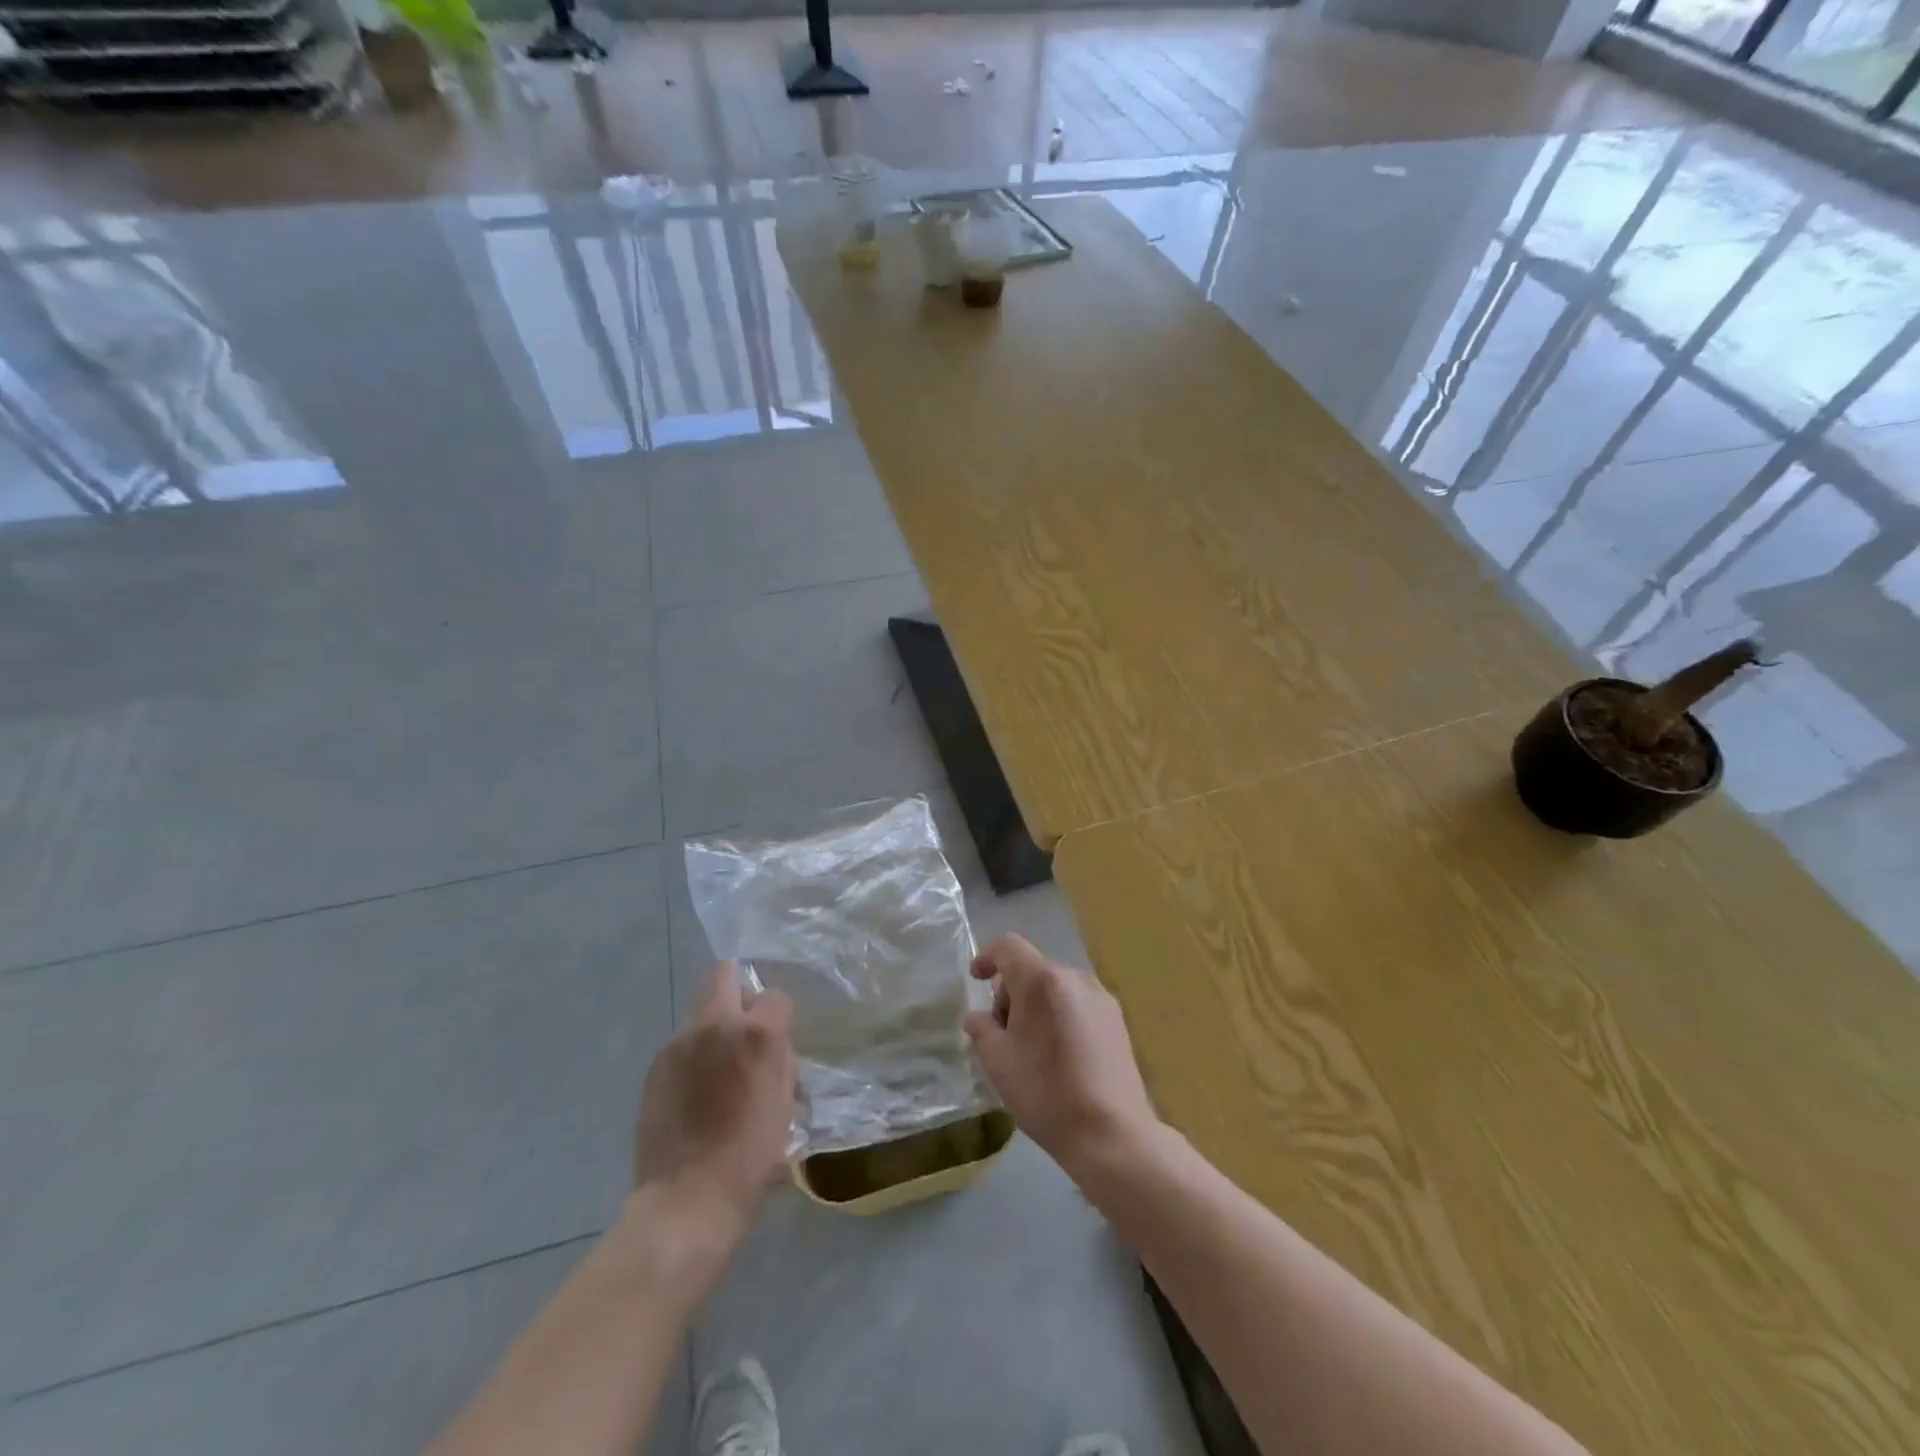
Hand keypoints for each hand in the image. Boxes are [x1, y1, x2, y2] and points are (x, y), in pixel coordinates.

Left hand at [633, 961, 794, 1234]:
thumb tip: (770, 1045)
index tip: (777, 1042)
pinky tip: (693, 1094)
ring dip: (713, 1028)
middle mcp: (716, 1025)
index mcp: (757, 1033)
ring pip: (700, 1011)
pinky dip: (692, 1056)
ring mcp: (679, 1043)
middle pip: (723, 974)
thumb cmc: (751, 1156)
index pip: (775, 996)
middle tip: (743, 1030)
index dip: (779, 1017)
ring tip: (715, 1072)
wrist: (688, 1199)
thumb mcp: (785, 1101)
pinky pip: (681, 1044)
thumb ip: (779, 1059)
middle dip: (737, 990)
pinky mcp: (655, 1066)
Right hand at [962, 934, 1159, 1173]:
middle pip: (1032, 969)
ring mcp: (1101, 997)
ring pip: (1056, 987)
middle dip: (1011, 992)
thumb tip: (978, 1017)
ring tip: (1032, 1049)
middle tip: (1003, 1034)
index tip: (976, 979)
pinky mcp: (1117, 1020)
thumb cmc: (1046, 1093)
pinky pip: (1077, 1004)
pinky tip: (1060, 1057)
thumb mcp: (998, 1062)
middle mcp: (1074, 977)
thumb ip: (981, 1029)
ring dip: (1036, 1006)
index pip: (1008, 946)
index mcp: (1042, 980)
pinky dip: (1060, 1016)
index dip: (987, 956)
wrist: (1111, 1134)